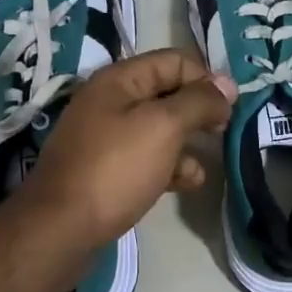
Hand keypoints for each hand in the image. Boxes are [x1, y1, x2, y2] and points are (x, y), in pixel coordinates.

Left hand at [22, 50, 236, 252]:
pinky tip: (188, 183)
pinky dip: (171, 166)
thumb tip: (228, 86)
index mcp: (118, 80)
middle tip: (223, 131)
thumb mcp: (164, 126)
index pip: (174, 61)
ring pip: (160, 129)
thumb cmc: (115, 169)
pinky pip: (148, 158)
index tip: (231, 107)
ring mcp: (107, 138)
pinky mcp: (108, 171)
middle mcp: (110, 102)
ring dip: (188, 142)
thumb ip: (199, 101)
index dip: (206, 79)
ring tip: (209, 160)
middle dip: (199, 111)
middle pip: (167, 94)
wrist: (61, 229)